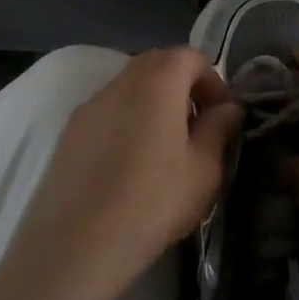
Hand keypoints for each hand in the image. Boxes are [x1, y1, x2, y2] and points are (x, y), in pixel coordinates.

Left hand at [14, 47, 241, 299]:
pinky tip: (130, 164)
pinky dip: (127, 119)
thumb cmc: (151, 203)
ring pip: (130, 85)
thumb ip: (218, 130)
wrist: (75, 243)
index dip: (212, 80)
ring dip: (154, 102)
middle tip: (196, 128)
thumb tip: (228, 108)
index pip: (190, 56)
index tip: (221, 115)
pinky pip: (108, 109)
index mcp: (157, 82)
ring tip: (165, 149)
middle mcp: (121, 81)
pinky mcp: (70, 129)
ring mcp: (91, 103)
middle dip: (183, 85)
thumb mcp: (203, 171)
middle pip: (158, 63)